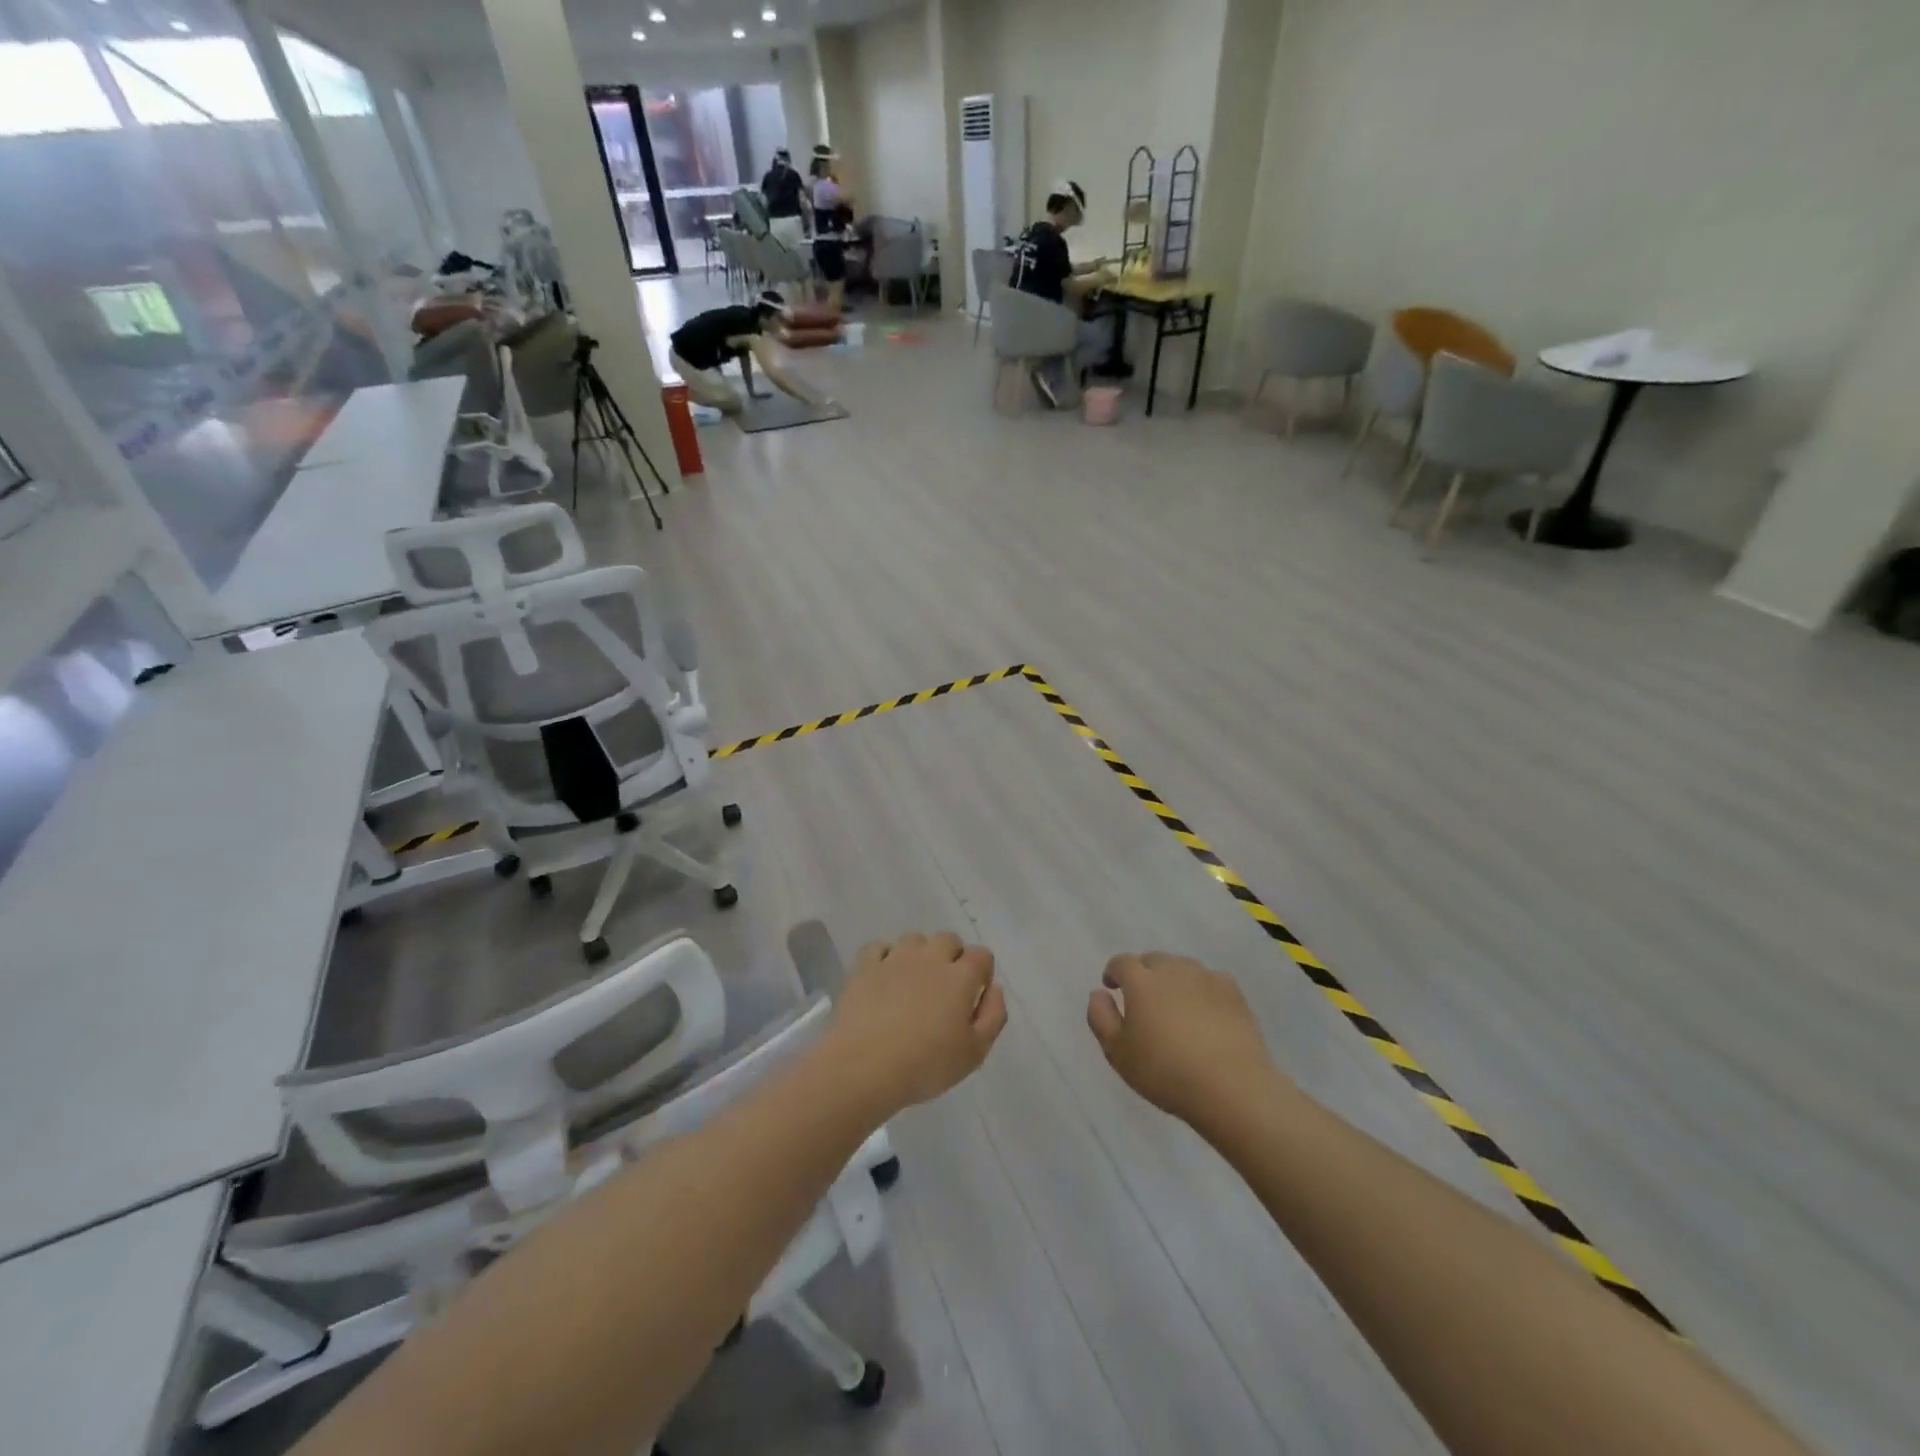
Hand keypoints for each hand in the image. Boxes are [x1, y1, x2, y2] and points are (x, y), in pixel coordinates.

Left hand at [829, 933, 1006, 1113]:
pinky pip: (878, 948)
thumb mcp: (975, 1052)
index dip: (982, 972)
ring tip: (913, 983)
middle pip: (948, 939)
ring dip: (919, 955)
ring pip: (914, 939)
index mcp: (960, 976)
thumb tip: (993, 989)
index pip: (981, 955)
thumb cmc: (926, 1065)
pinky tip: (884, 978)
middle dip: (952, 957)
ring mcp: (895, 958)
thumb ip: (993, 1015)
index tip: (974, 996)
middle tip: (944, 990)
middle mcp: (930, 958)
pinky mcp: (864, 967)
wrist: (865, 1067)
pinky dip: (884, 957)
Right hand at [1087, 953, 1278, 1125]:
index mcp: (1141, 981)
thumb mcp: (1118, 1053)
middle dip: (1143, 973)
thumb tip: (1099, 993)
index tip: (1112, 988)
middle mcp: (1172, 969)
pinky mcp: (1233, 992)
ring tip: (1174, 1006)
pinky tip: (1205, 1012)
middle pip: (1152, 960)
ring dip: (1172, 980)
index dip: (1113, 972)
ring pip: (1182, 967)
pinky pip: (1209, 980)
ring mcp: (1205, 977)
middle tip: (1143, 1001)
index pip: (1121, 962)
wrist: (1231, 1087)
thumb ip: (1100, 1018)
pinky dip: (1201, 989)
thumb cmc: (1166, 1072)